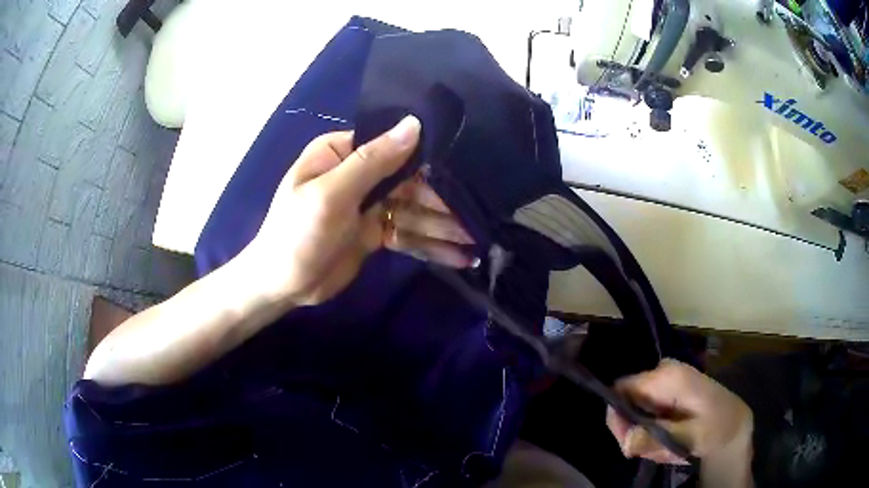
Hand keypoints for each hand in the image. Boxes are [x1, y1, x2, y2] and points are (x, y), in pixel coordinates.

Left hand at [243, 115, 474, 306]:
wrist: (282, 286)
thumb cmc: (296, 234)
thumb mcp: (331, 194)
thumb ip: (373, 161)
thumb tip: (414, 124)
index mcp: (342, 154)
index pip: (392, 146)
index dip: (428, 158)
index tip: (465, 168)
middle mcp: (358, 175)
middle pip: (409, 182)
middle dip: (442, 201)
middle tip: (477, 217)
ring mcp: (368, 205)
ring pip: (413, 211)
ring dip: (443, 226)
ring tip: (477, 239)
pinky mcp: (374, 234)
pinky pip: (408, 234)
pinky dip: (432, 245)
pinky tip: (460, 256)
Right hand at [606, 359, 752, 464]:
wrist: (733, 423)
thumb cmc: (714, 427)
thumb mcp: (688, 438)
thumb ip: (656, 439)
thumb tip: (626, 441)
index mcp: (668, 376)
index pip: (622, 389)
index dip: (617, 417)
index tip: (627, 443)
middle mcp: (663, 371)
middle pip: (626, 400)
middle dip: (632, 430)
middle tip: (647, 451)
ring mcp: (665, 378)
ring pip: (634, 408)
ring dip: (642, 432)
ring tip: (662, 448)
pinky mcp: (668, 388)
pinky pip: (645, 410)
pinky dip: (650, 429)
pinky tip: (665, 440)